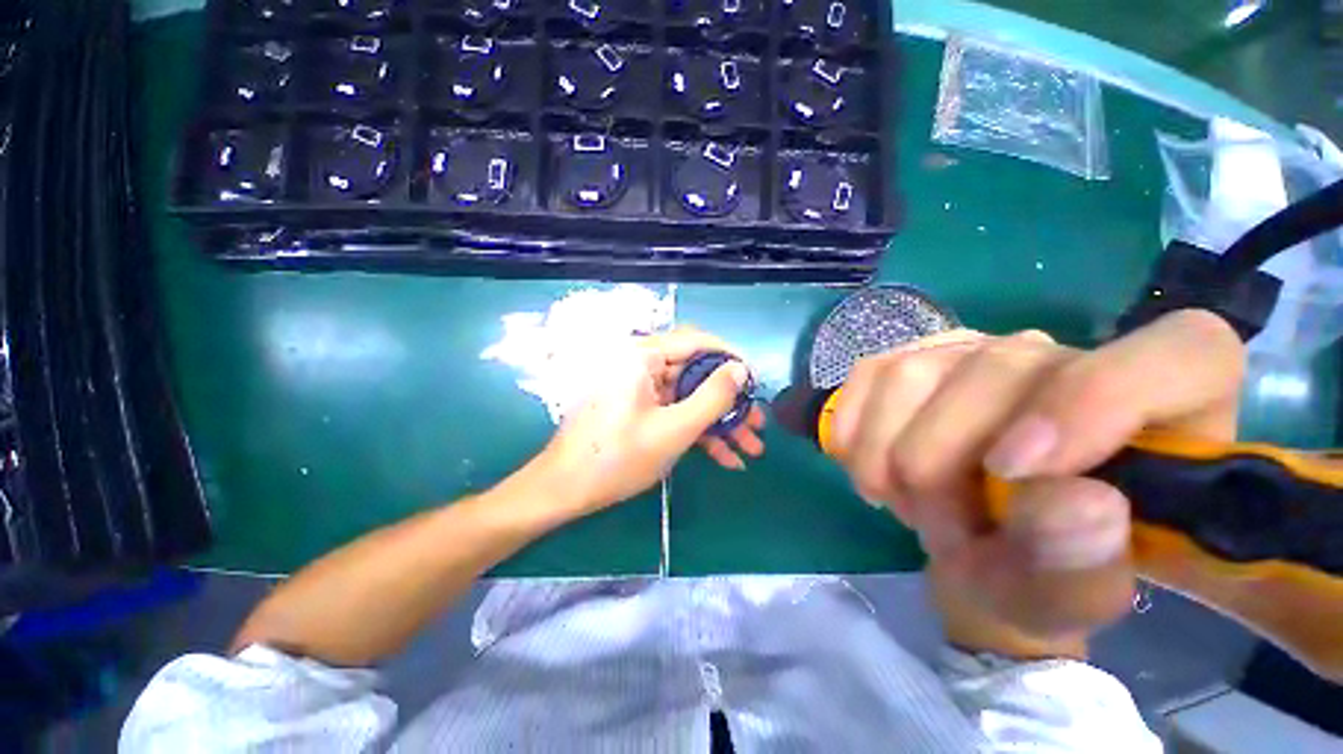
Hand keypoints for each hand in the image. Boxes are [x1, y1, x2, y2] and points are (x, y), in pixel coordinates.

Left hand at [522, 327, 765, 520]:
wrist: (564, 490)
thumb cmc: (618, 457)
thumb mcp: (674, 429)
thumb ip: (712, 397)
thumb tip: (741, 369)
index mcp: (642, 357)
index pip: (697, 342)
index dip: (731, 359)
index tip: (755, 381)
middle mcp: (640, 365)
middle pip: (696, 374)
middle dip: (729, 402)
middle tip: (757, 423)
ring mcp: (639, 389)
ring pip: (688, 397)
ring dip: (718, 422)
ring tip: (750, 448)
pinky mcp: (638, 409)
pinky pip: (673, 412)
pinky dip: (697, 431)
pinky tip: (724, 457)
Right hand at [830, 310, 1243, 656]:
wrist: (980, 538)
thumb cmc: (1043, 569)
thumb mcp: (1072, 594)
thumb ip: (1086, 566)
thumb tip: (1076, 503)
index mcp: (1167, 403)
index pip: (1178, 355)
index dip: (1093, 402)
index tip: (1013, 473)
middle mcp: (1063, 353)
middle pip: (994, 370)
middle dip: (940, 468)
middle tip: (938, 532)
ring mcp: (974, 348)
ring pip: (910, 374)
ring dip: (887, 456)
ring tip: (905, 502)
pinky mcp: (911, 356)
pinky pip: (866, 377)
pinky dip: (854, 431)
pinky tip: (869, 468)